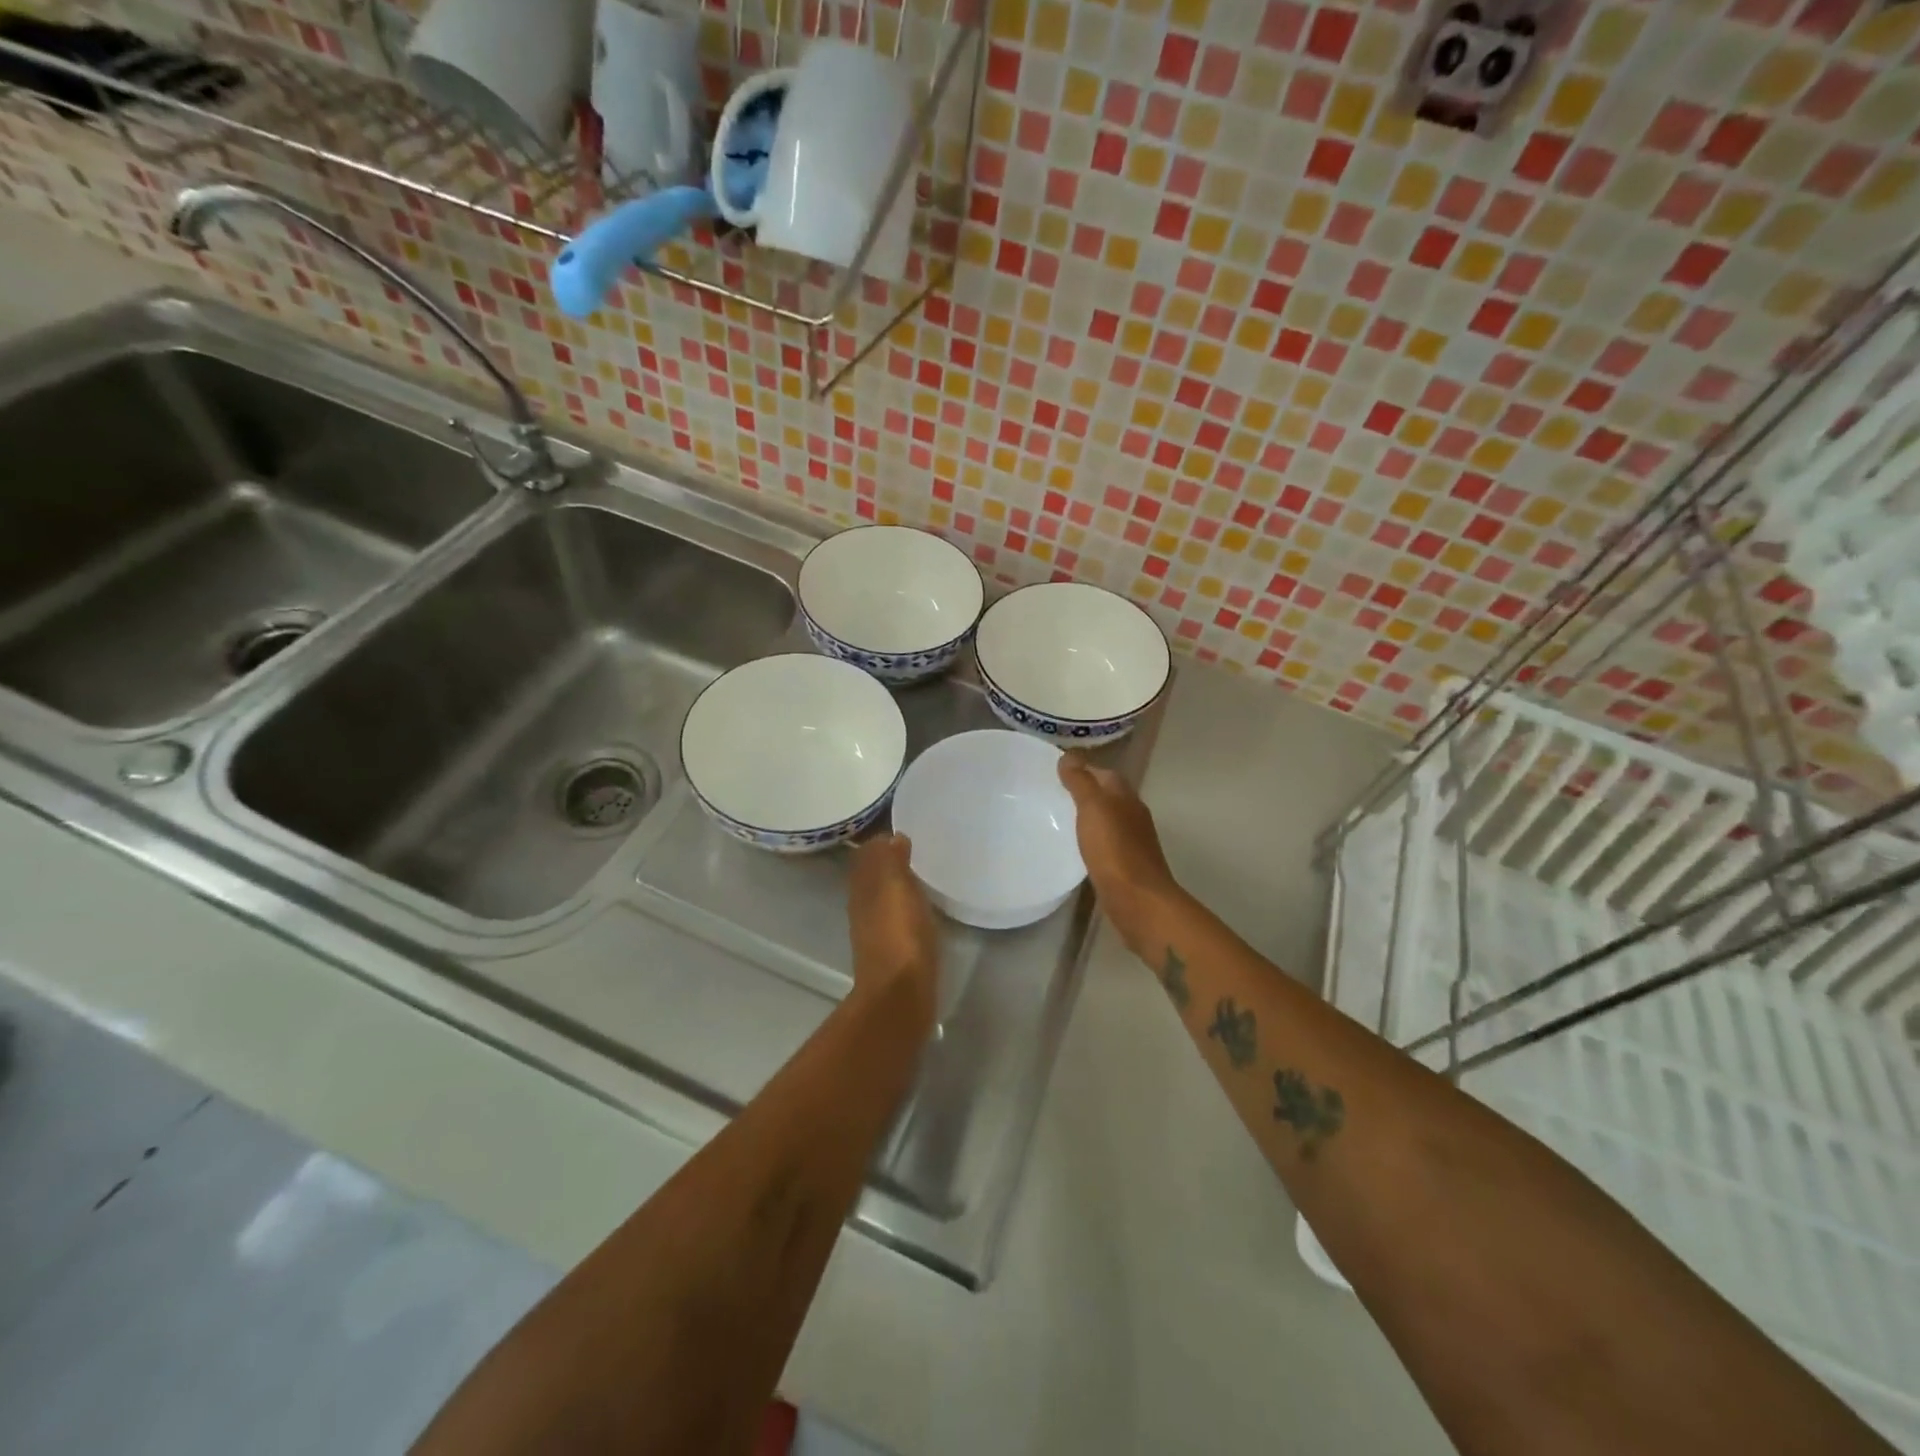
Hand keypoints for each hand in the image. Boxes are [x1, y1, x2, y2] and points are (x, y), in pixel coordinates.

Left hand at [847, 833, 938, 1027]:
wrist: (901, 995)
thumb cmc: (901, 935)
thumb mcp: (897, 888)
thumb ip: (892, 861)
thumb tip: (892, 837)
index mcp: (863, 887)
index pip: (867, 855)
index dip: (882, 842)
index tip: (903, 832)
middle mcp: (863, 906)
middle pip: (872, 876)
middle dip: (887, 862)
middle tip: (915, 849)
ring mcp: (876, 930)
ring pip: (882, 897)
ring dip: (896, 885)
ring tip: (921, 875)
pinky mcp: (892, 951)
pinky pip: (895, 918)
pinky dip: (904, 907)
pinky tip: (921, 908)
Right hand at [1057, 754, 1180, 953]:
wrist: (1138, 901)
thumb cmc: (1114, 850)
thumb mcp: (1093, 808)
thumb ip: (1081, 782)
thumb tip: (1069, 755)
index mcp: (1126, 797)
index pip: (1104, 774)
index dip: (1083, 769)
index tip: (1056, 772)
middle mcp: (1133, 815)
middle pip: (1108, 796)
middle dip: (1085, 792)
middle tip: (1053, 794)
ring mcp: (1132, 842)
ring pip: (1108, 820)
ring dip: (1088, 817)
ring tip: (1059, 819)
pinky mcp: (1126, 866)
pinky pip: (1106, 843)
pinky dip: (1092, 839)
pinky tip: (1076, 847)